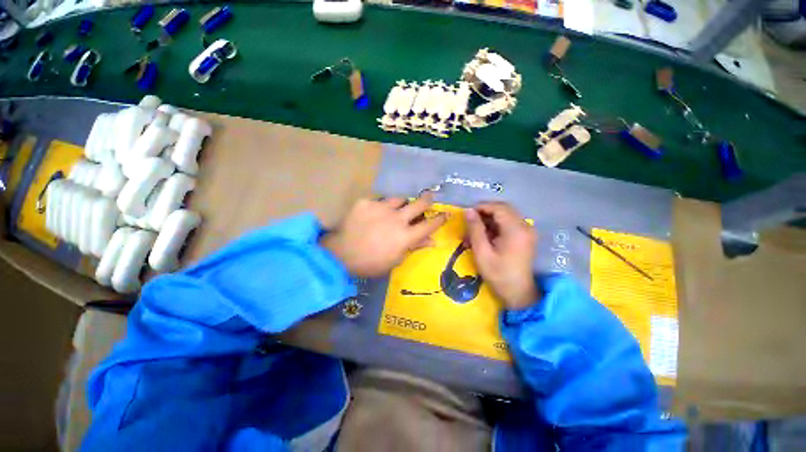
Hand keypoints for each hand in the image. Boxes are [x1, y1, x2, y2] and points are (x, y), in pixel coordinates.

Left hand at [321, 193, 447, 276]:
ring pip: (399, 199)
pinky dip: (380, 207)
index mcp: (406, 236)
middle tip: (429, 197)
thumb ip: (414, 247)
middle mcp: (397, 219)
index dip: (439, 219)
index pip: (429, 225)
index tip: (445, 214)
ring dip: (402, 203)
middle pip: (419, 204)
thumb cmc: (370, 263)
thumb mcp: (395, 260)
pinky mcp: (366, 202)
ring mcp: (381, 208)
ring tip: (397, 207)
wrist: (340, 255)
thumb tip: (432, 241)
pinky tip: (373, 214)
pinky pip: (379, 200)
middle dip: (427, 200)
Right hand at [465, 202, 538, 309]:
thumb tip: (468, 211)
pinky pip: (509, 223)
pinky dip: (496, 226)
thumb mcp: (482, 252)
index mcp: (516, 230)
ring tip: (475, 231)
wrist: (518, 293)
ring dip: (489, 220)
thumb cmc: (498, 274)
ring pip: (506, 215)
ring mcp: (527, 231)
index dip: (482, 207)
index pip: (498, 208)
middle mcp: (525, 226)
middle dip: (485, 213)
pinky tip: (485, 236)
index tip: (467, 214)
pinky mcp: (526, 236)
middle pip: (503, 209)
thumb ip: (475, 229)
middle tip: (470, 222)